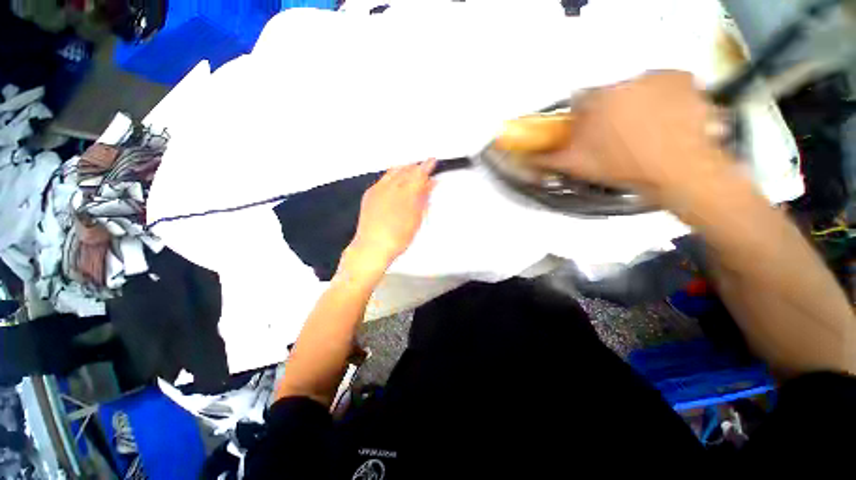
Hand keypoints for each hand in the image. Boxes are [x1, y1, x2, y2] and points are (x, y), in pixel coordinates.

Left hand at [342, 160, 436, 277]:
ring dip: (404, 170)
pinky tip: (395, 183)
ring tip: (411, 174)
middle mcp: (392, 187)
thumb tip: (430, 185)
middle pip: (407, 169)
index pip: (420, 172)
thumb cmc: (397, 237)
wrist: (373, 246)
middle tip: (424, 171)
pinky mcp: (369, 194)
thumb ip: (424, 198)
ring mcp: (378, 189)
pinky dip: (392, 176)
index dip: (428, 165)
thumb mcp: (417, 218)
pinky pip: (382, 178)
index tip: (433, 161)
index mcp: (407, 193)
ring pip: (394, 171)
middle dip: (417, 167)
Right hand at [533, 71, 734, 204]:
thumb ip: (549, 159)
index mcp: (596, 101)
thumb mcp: (577, 166)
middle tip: (615, 136)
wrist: (678, 171)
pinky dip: (663, 97)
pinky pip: (664, 84)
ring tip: (643, 132)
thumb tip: (527, 159)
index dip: (581, 117)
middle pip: (608, 95)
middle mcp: (624, 81)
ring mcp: (656, 77)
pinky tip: (664, 119)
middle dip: (608, 113)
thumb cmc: (625, 167)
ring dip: (634, 105)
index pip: (578, 101)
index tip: (588, 129)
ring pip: (635, 89)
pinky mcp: (682, 79)